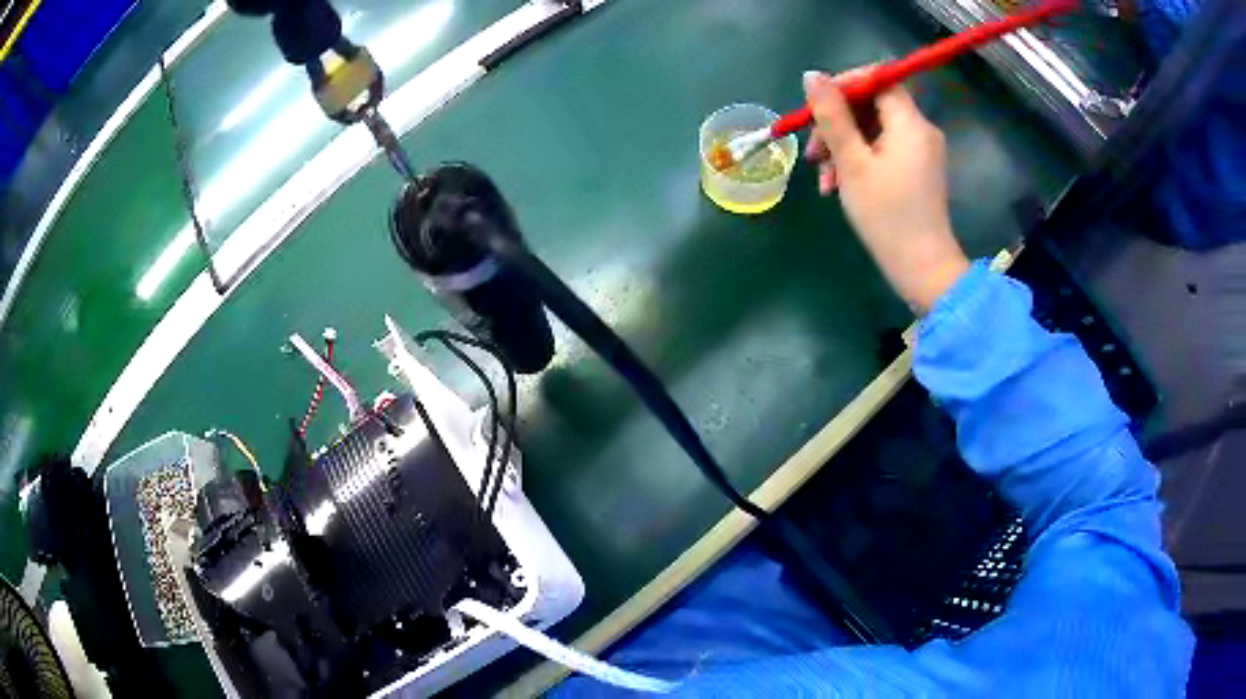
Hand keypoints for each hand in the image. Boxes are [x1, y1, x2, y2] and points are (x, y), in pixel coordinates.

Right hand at [803, 70, 968, 313]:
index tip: (817, 105)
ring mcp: (920, 152)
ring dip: (843, 146)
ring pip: (873, 130)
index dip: (845, 84)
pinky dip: (859, 160)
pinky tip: (839, 185)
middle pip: (872, 105)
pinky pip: (883, 150)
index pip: (878, 78)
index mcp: (910, 123)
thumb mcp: (852, 162)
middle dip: (838, 122)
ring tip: (824, 178)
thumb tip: (812, 75)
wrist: (922, 269)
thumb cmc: (887, 216)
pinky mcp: (917, 171)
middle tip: (813, 151)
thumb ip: (832, 115)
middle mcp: (920, 130)